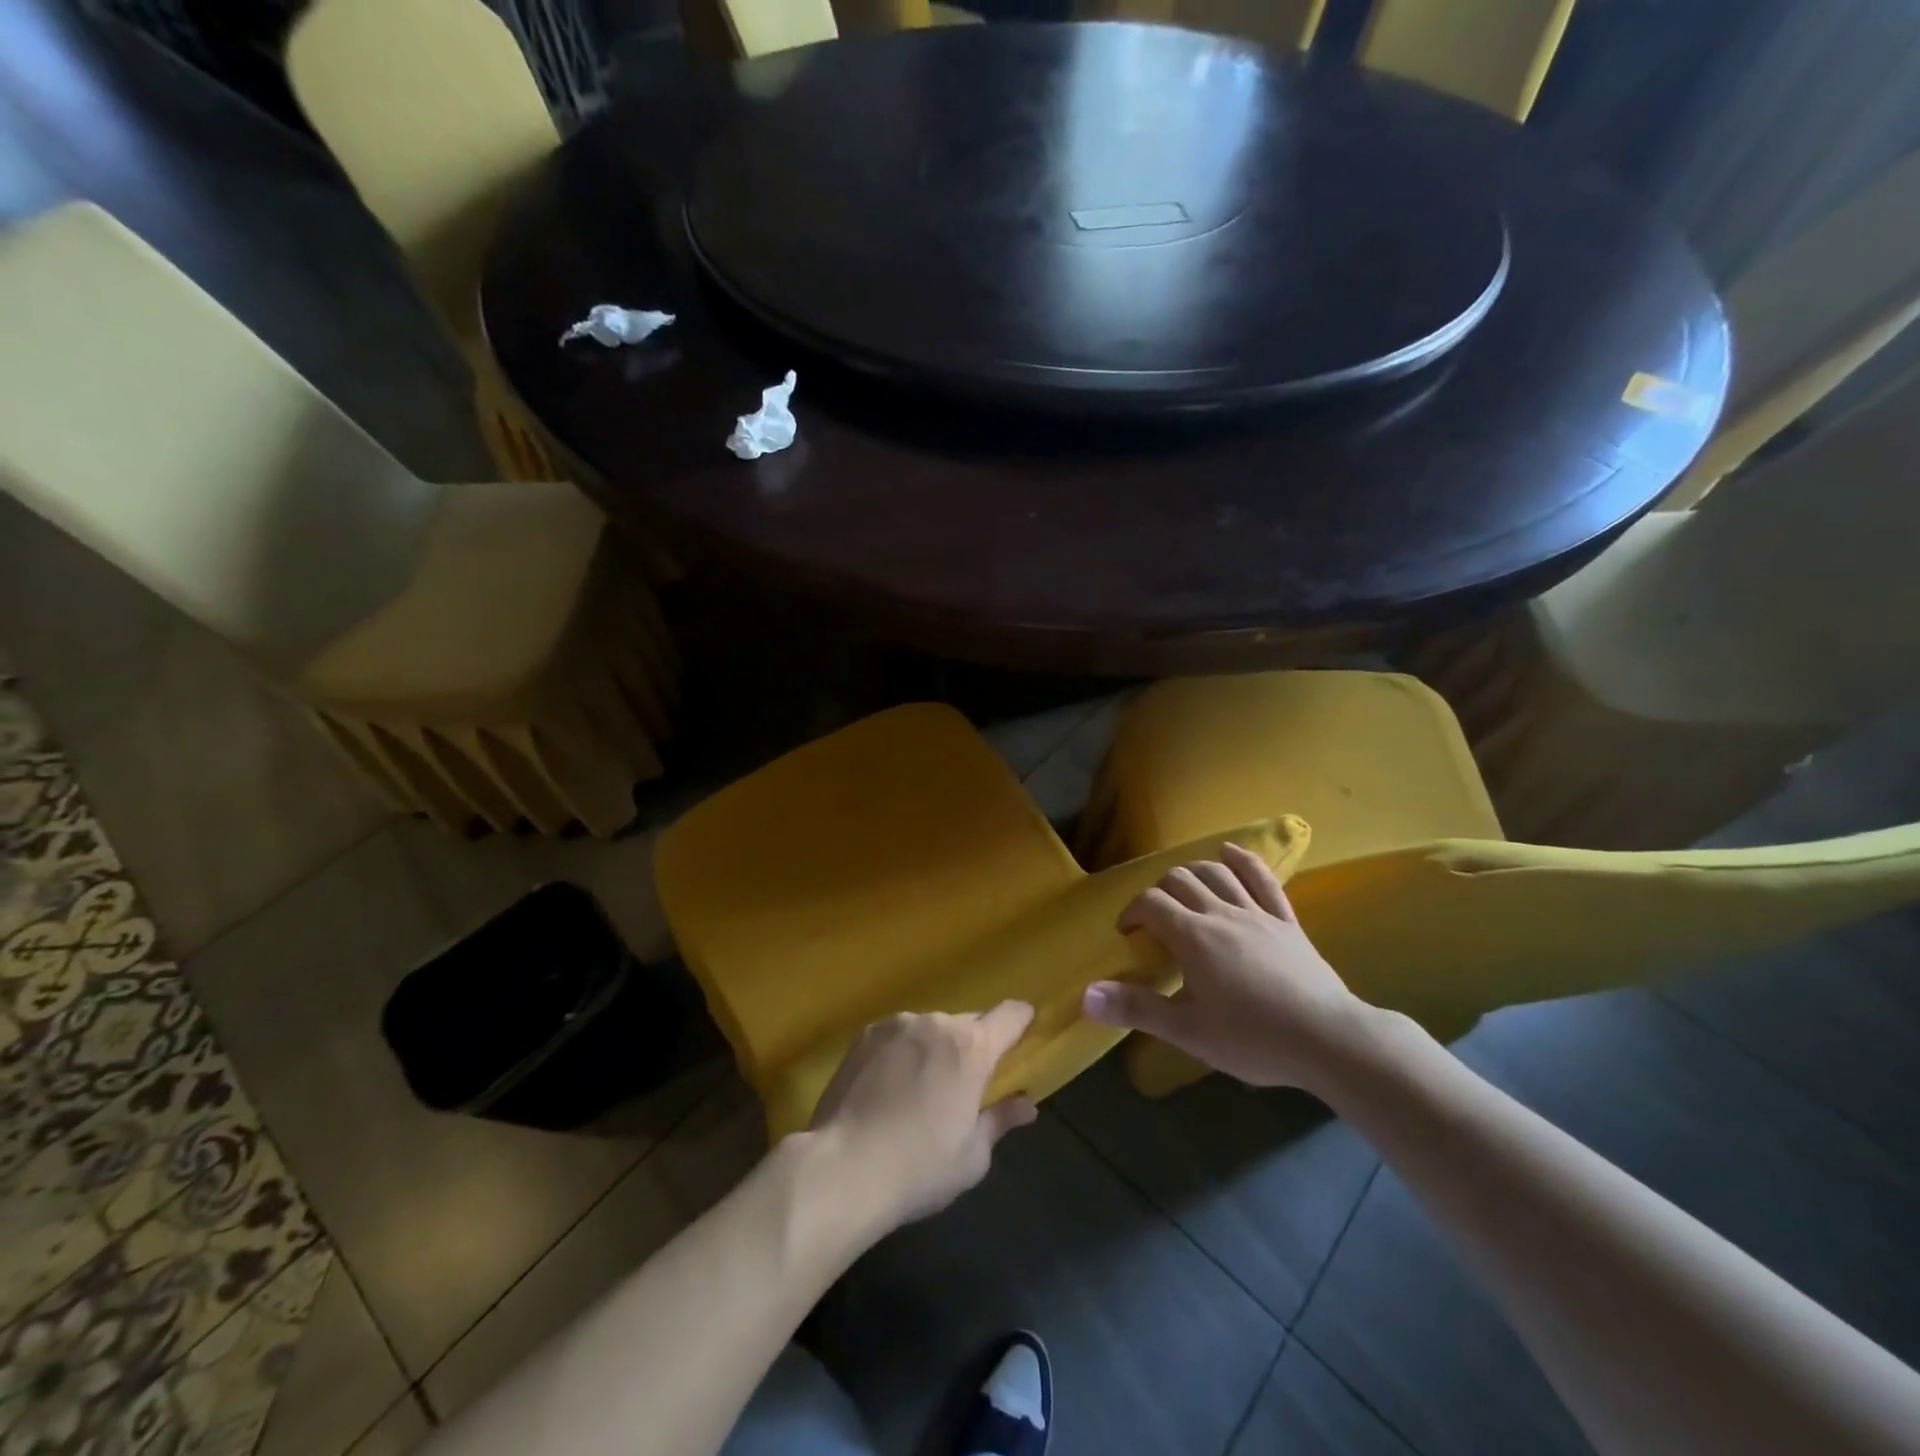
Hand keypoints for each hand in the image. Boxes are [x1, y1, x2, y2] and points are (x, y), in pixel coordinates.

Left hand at [806, 1002, 1038, 1232]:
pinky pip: (898, 1036)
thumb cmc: (919, 1167)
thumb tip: (1027, 1105)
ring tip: (920, 1090)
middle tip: (966, 1085)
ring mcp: (897, 1025)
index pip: (1010, 1015)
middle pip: (968, 1023)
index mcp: (971, 1047)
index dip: (1022, 1020)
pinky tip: (889, 1088)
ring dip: (935, 1049)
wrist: (842, 1168)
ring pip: (930, 1030)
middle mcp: (936, 1023)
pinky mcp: (865, 1035)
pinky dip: (903, 1053)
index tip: (1025, 1031)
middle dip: (973, 1047)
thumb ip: (1000, 1121)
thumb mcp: (972, 1156)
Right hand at [1082, 842, 1372, 1091]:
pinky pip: (1262, 879)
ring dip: (1192, 872)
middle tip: (1155, 920)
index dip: (1132, 912)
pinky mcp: (1286, 919)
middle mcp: (1221, 913)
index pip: (1150, 904)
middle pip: (1179, 880)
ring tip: (1182, 889)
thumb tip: (1084, 996)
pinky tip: (1229, 853)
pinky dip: (1242, 861)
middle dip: (1158, 892)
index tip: (1128, 935)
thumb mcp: (1187, 1031)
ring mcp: (1256, 912)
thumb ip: (1135, 1009)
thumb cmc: (1253, 1038)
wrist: (1328, 1039)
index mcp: (1193, 937)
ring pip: (1216, 872)